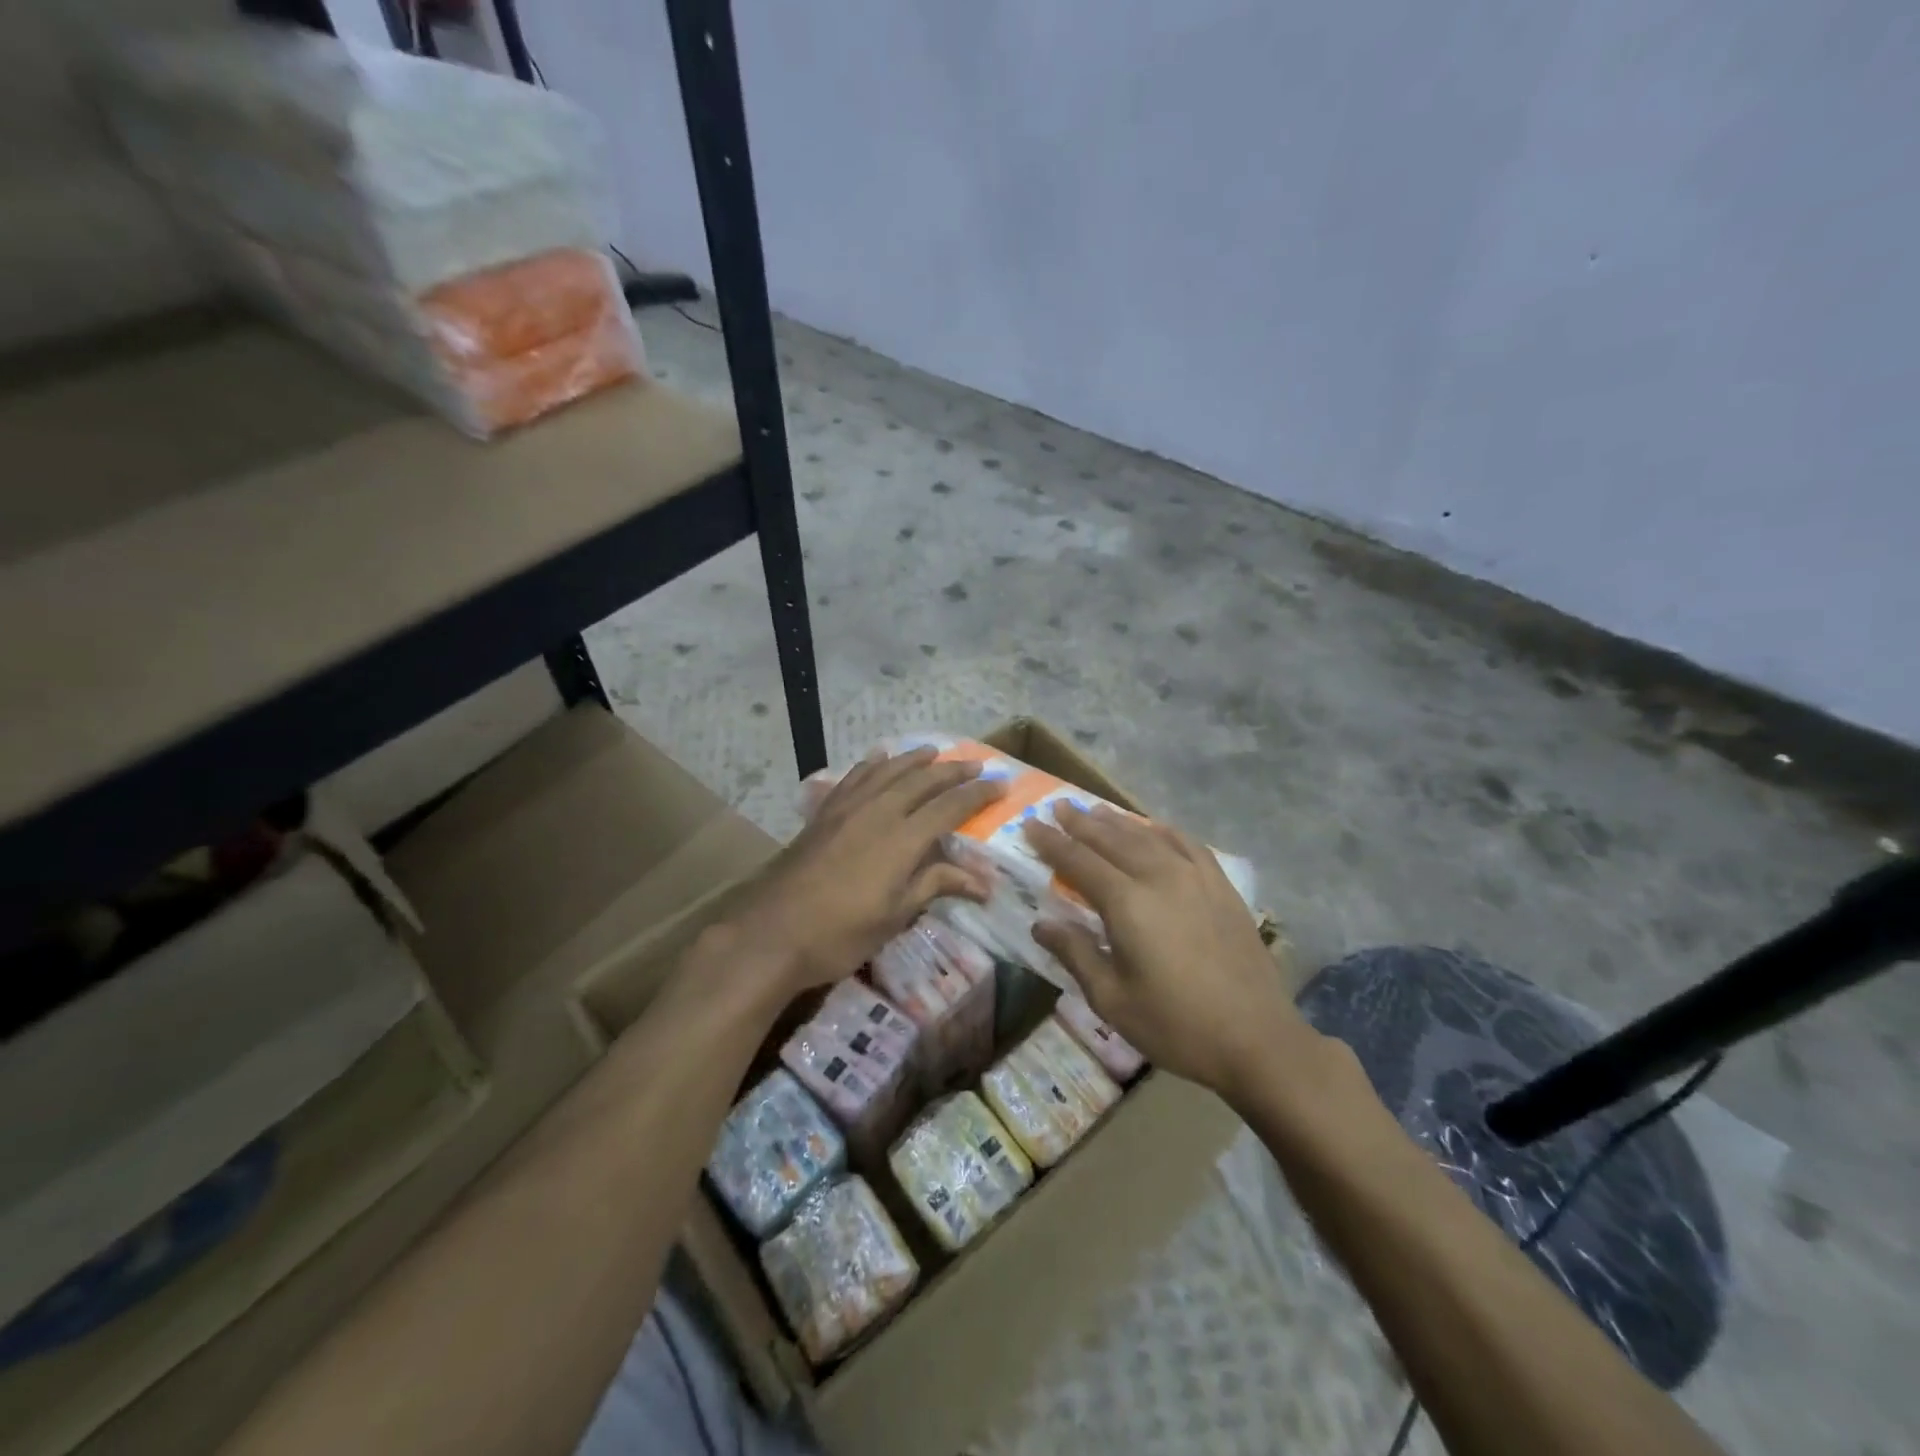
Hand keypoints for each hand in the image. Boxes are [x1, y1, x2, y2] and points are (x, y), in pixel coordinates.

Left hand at [730, 748, 1003, 991]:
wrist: (773, 932)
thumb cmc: (841, 932)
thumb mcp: (895, 915)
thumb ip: (936, 886)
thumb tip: (984, 884)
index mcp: (903, 838)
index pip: (950, 806)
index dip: (978, 793)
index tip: (1001, 783)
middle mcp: (879, 812)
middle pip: (923, 780)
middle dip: (953, 770)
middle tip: (977, 763)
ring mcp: (848, 808)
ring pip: (888, 771)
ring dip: (915, 759)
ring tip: (934, 751)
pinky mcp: (824, 813)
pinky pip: (855, 777)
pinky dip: (873, 764)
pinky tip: (879, 758)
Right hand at [1025, 804, 1318, 1102]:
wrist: (1257, 1039)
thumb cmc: (1176, 1026)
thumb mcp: (1112, 1000)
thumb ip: (1076, 954)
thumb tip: (1040, 924)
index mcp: (1127, 903)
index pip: (1079, 861)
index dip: (1052, 842)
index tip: (1030, 825)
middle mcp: (1159, 877)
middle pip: (1112, 839)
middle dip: (1081, 822)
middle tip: (1059, 807)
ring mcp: (1195, 878)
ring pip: (1148, 836)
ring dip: (1118, 821)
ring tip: (1096, 810)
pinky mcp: (1222, 887)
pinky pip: (1188, 844)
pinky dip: (1165, 831)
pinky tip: (1156, 828)